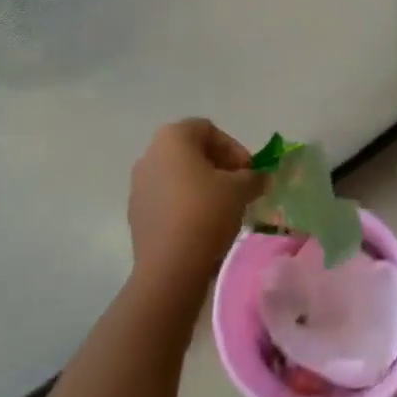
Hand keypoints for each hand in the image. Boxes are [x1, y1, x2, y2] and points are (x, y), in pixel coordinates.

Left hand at [128, 119, 262, 285]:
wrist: (170, 265)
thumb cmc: (206, 212)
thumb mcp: (240, 190)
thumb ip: (253, 177)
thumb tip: (260, 178)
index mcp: (172, 137)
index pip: (208, 130)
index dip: (234, 148)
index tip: (249, 171)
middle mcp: (149, 154)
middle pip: (191, 151)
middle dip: (219, 166)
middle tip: (240, 187)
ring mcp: (139, 184)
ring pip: (178, 176)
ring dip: (202, 186)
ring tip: (224, 208)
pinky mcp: (136, 213)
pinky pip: (166, 199)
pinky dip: (185, 204)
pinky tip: (202, 226)